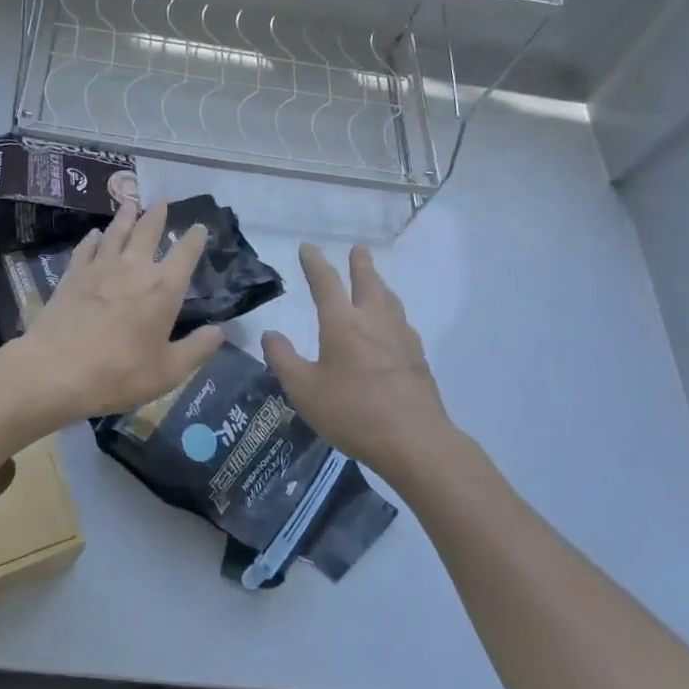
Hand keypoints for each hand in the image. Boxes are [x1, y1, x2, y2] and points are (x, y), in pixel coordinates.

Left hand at [9, 199, 223, 419]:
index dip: (195, 238)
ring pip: (116, 233)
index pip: (185, 254)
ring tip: (131, 204)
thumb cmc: (120, 373)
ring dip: (126, 217)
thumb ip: (197, 349)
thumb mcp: (169, 371)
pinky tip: (94, 234)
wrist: (57, 370)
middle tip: (162, 201)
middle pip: (148, 231)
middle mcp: (134, 268)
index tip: (200, 226)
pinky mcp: (73, 275)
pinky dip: (93, 238)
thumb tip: (220, 331)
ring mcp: (100, 268)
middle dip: (157, 215)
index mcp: (163, 289)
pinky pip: (86, 248)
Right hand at [261, 243, 460, 487]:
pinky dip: (393, 312)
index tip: (308, 247)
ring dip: (380, 284)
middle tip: (359, 249)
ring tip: (376, 281)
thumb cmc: (352, 412)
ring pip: (390, 300)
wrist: (414, 440)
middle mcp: (373, 321)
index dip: (315, 263)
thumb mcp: (304, 390)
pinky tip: (394, 325)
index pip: (326, 283)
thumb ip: (283, 359)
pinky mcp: (418, 357)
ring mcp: (400, 338)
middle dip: (360, 264)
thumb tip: (270, 334)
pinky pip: (402, 322)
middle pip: (368, 282)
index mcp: (342, 324)